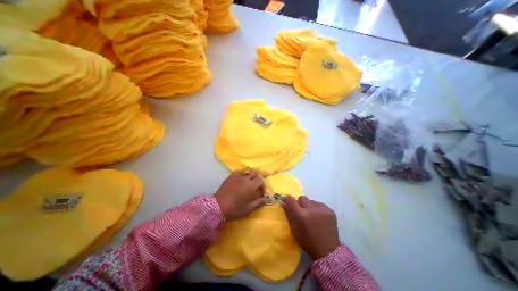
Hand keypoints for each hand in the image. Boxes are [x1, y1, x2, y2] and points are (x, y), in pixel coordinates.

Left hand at [215, 169, 266, 220]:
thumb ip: (259, 202)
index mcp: (251, 185)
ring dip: (250, 175)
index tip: (260, 193)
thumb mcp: (249, 208)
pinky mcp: (231, 176)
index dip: (262, 186)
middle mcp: (246, 178)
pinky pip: (239, 171)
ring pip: (247, 170)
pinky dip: (242, 173)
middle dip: (257, 179)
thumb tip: (267, 199)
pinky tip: (240, 179)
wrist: (218, 206)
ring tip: (248, 181)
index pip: (261, 180)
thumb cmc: (235, 209)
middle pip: (255, 173)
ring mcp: (238, 176)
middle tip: (255, 186)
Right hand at [283, 196, 340, 259]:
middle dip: (300, 204)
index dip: (289, 200)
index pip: (291, 200)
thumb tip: (284, 203)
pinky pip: (320, 205)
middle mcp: (311, 209)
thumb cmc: (307, 241)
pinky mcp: (330, 210)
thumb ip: (289, 214)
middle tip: (303, 213)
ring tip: (313, 217)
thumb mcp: (294, 230)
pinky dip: (318, 209)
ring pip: (311, 201)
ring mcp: (322, 209)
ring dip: (310, 207)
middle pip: (302, 198)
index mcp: (300, 215)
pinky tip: (320, 218)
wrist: (328, 252)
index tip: (289, 203)